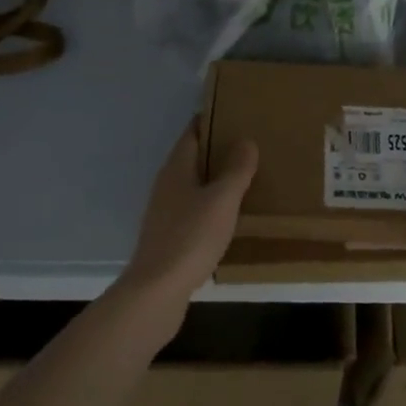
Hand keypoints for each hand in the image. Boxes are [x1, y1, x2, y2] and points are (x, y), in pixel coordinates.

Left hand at [121, 119, 258, 313]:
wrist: (156, 292)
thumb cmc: (190, 237)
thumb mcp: (222, 199)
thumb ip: (236, 169)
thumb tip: (246, 140)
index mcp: (176, 168)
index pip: (192, 133)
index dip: (211, 121)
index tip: (235, 113)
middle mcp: (166, 185)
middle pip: (192, 158)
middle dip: (216, 150)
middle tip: (249, 145)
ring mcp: (164, 213)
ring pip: (193, 186)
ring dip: (215, 180)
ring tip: (245, 179)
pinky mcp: (168, 238)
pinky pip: (193, 210)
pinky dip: (211, 206)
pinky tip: (229, 217)